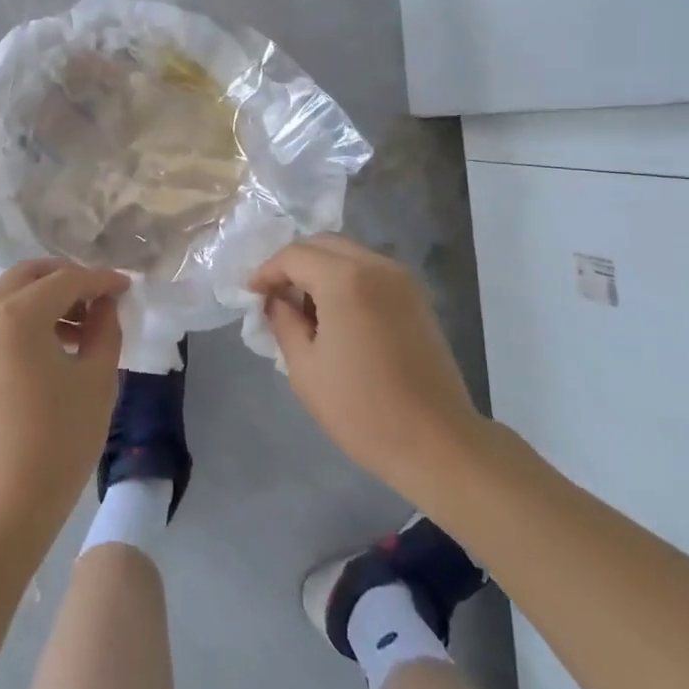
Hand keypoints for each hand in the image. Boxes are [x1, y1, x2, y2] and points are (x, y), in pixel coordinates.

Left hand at [0, 260, 129, 533]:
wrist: (7, 503)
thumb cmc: (60, 438)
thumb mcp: (97, 377)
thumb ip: (105, 327)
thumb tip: (105, 301)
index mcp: (16, 315)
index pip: (66, 279)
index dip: (101, 280)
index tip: (127, 286)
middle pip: (30, 274)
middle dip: (68, 278)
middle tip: (101, 298)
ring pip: (11, 294)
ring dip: (47, 297)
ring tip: (83, 326)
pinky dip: (27, 317)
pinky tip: (56, 343)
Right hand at [250, 234, 483, 501]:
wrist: (437, 443)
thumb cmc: (362, 409)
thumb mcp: (305, 368)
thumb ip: (283, 321)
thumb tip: (275, 300)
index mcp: (345, 279)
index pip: (294, 255)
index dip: (267, 271)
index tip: (251, 295)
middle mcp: (376, 266)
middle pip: (323, 245)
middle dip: (293, 264)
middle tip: (274, 296)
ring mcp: (401, 279)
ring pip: (348, 254)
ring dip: (320, 270)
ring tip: (303, 308)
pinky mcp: (416, 297)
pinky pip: (370, 271)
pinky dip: (345, 279)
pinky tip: (336, 315)